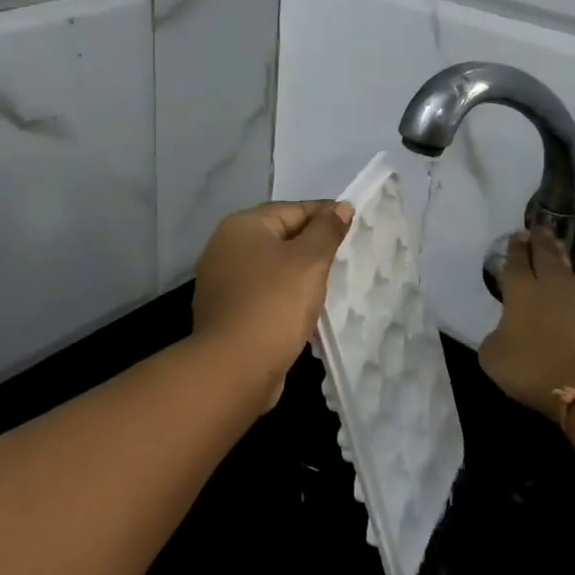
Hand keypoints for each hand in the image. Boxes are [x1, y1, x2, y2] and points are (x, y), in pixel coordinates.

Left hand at [192, 200, 354, 412]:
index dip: (325, 217)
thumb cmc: (274, 304)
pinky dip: (283, 298)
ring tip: (329, 287)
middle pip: (279, 237)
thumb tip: (341, 206)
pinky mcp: (225, 312)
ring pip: (271, 268)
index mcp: (242, 226)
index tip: (353, 229)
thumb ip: (326, 230)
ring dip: (298, 275)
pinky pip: (262, 294)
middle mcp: (225, 247)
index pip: (292, 209)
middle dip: (312, 247)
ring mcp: (221, 282)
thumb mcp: (309, 261)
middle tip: (344, 260)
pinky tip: (304, 312)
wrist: (234, 369)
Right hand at [479, 230, 574, 424]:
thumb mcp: (494, 357)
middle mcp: (550, 287)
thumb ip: (495, 339)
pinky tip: (572, 288)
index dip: (515, 248)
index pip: (516, 262)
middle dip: (540, 241)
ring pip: (566, 271)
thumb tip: (503, 333)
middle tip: (539, 227)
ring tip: (556, 248)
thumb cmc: (534, 366)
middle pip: (545, 256)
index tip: (517, 235)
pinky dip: (573, 286)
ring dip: (559, 257)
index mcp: (520, 291)